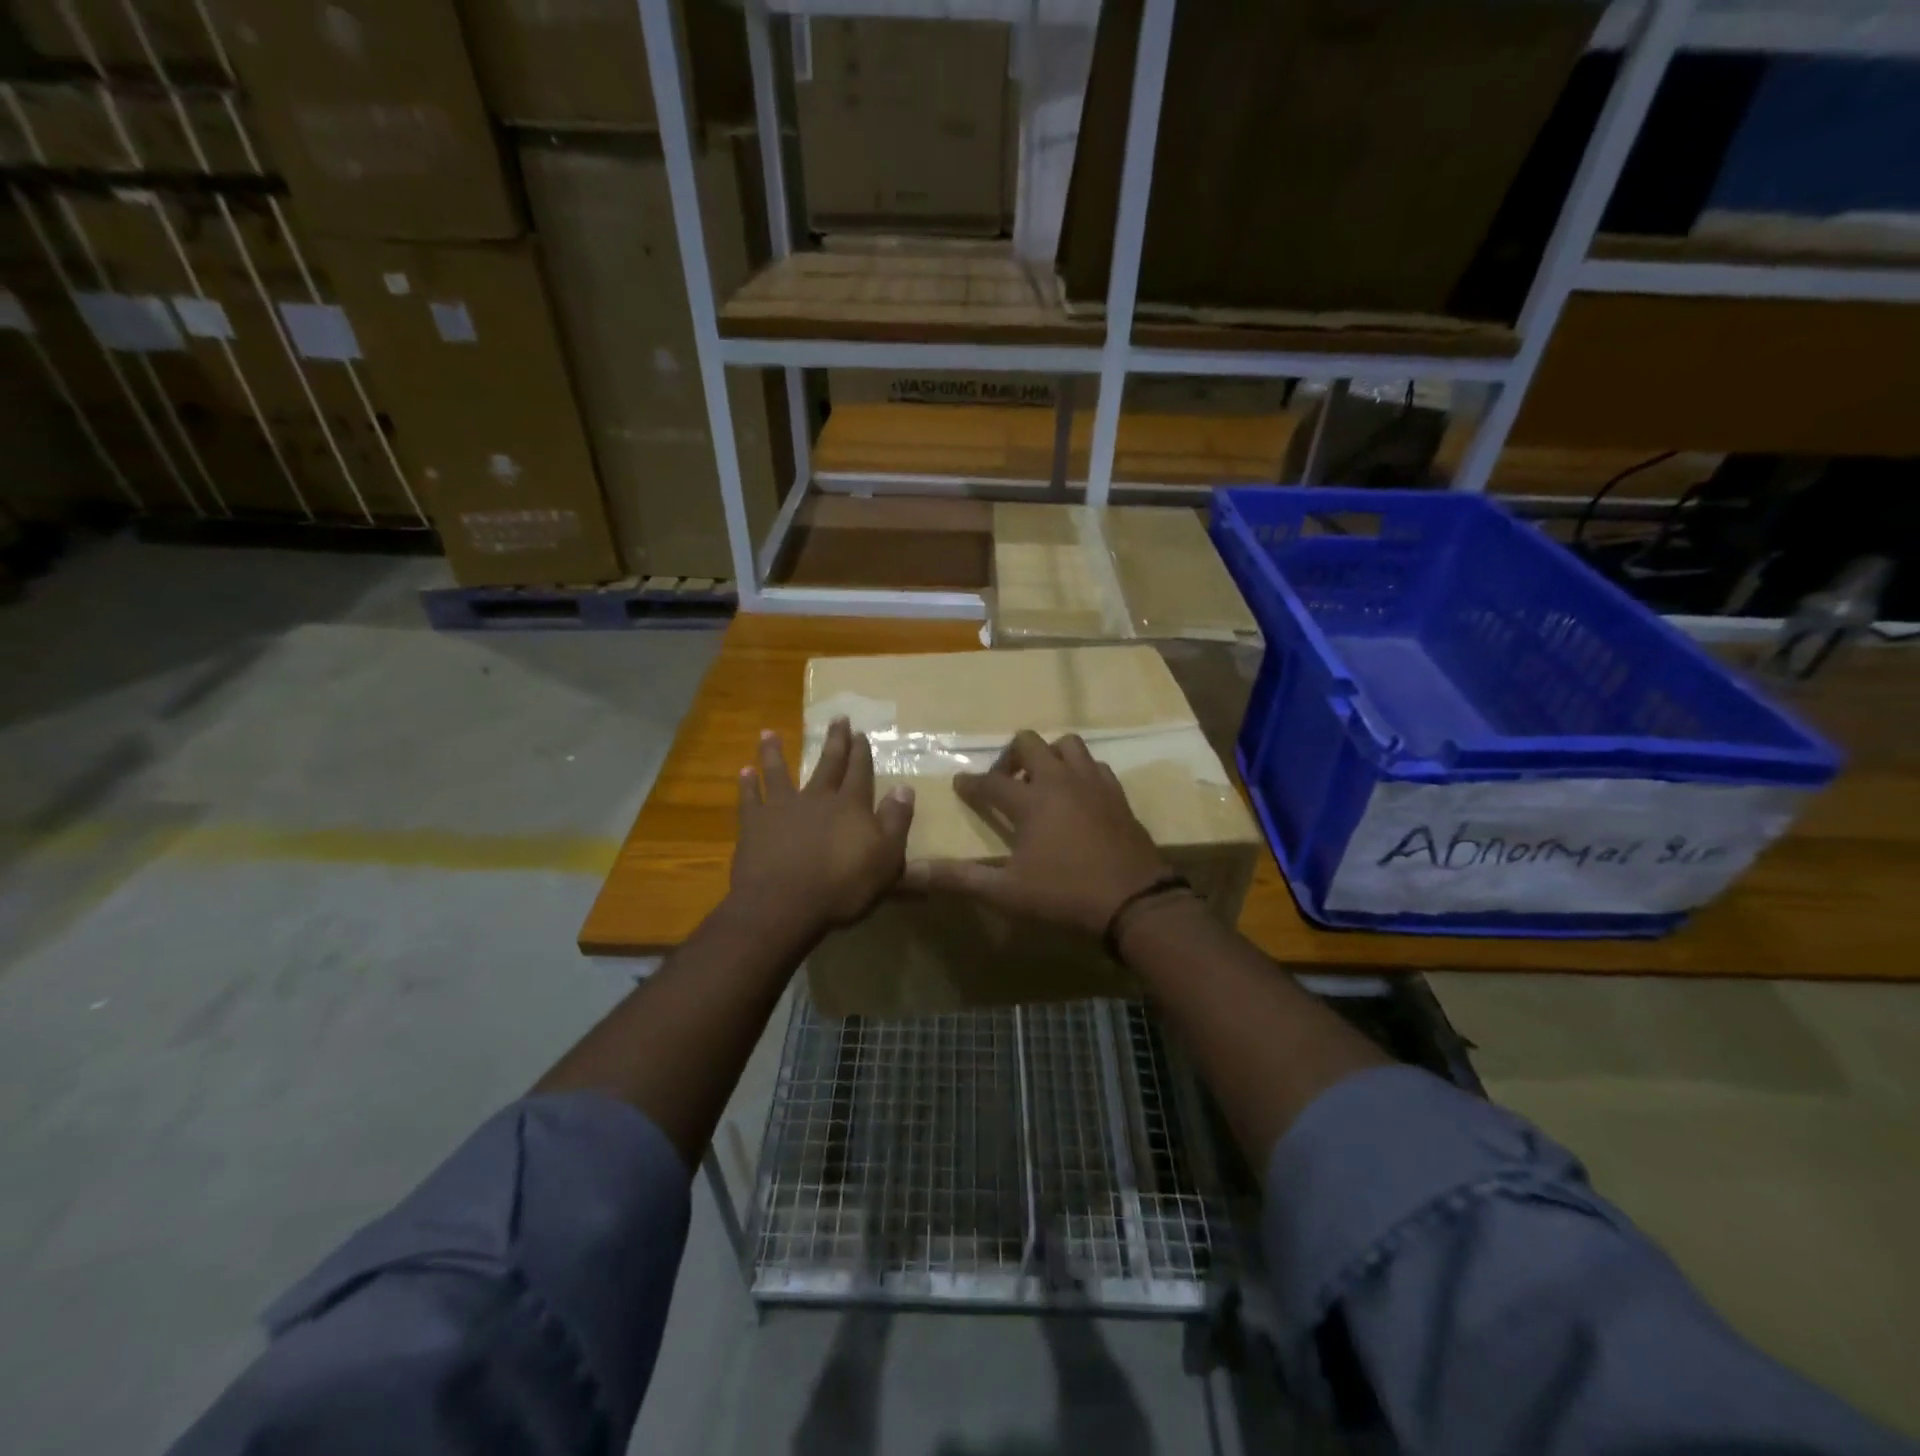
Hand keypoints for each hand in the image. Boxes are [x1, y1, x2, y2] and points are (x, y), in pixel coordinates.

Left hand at [730, 717, 914, 938]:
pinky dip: (747, 785)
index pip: (860, 772)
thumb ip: (896, 821)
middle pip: (827, 764)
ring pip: (779, 772)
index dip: (862, 753)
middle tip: (837, 718)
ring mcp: (782, 808)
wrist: (784, 905)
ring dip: (775, 753)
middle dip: (835, 741)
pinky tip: (744, 771)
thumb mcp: (886, 858)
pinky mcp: (754, 825)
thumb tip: (905, 788)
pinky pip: (750, 799)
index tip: (861, 732)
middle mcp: (817, 798)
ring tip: (769, 733)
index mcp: (851, 806)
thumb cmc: (842, 886)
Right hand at [902, 729, 1172, 934]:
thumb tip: (910, 873)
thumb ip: (959, 879)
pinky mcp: (1117, 794)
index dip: (971, 783)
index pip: (989, 782)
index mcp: (1030, 800)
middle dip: (1009, 757)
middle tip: (1004, 784)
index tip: (960, 785)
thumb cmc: (1065, 895)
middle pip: (1029, 743)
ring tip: (1040, 783)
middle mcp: (1059, 780)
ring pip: (1066, 745)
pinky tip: (1076, 796)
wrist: (1134, 901)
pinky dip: (1079, 771)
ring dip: (1048, 756)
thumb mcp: (1006, 892)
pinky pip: (1094, 766)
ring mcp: (1092, 783)